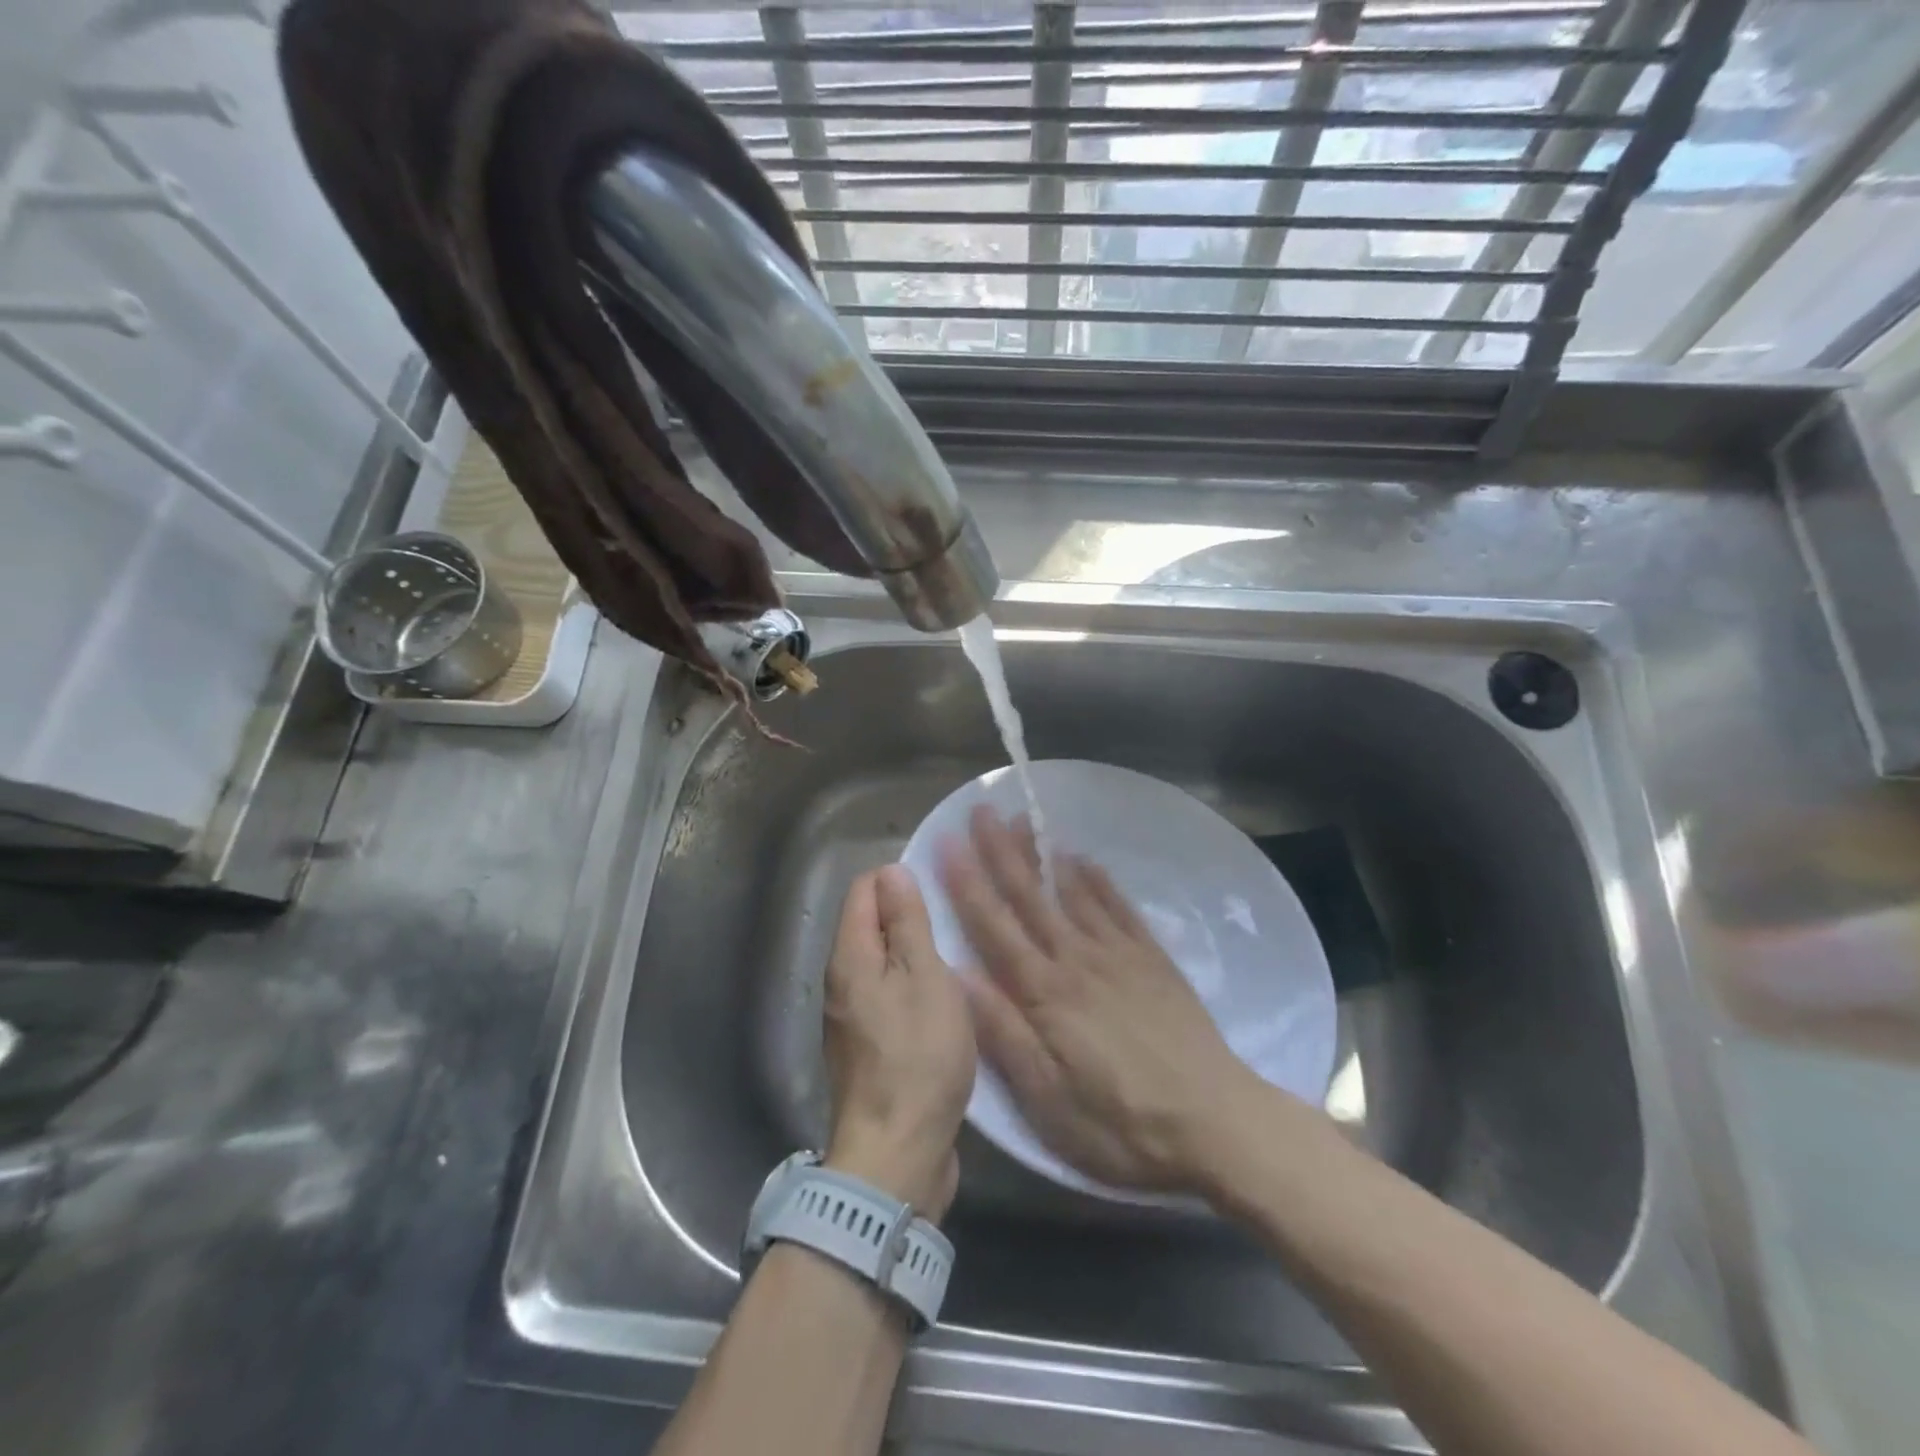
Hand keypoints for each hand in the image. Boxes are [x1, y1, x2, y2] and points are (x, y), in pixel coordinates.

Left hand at [823, 865, 975, 1221]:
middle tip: (954, 921)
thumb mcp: (924, 977)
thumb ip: (907, 922)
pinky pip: (887, 996)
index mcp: (850, 957)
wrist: (896, 1155)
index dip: (898, 879)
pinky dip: (911, 987)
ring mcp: (851, 1018)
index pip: (863, 890)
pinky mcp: (867, 1048)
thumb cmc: (917, 1056)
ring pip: (881, 963)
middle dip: (908, 915)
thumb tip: (891, 871)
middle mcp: (841, 982)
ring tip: (955, 955)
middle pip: (870, 925)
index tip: (938, 888)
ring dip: (913, 954)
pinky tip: (942, 1000)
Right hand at [942, 807, 1255, 1193]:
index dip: (967, 883)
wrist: (1216, 1123)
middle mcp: (1077, 960)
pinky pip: (1119, 907)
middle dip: (1000, 852)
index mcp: (1044, 993)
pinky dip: (1098, 879)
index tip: (947, 842)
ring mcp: (1118, 954)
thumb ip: (1002, 1032)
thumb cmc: (1121, 1123)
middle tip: (981, 810)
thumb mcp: (1048, 1099)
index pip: (995, 926)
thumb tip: (956, 974)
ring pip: (1072, 892)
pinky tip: (1083, 859)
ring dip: (1043, 854)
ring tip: (1024, 819)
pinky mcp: (1152, 959)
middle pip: (1030, 898)